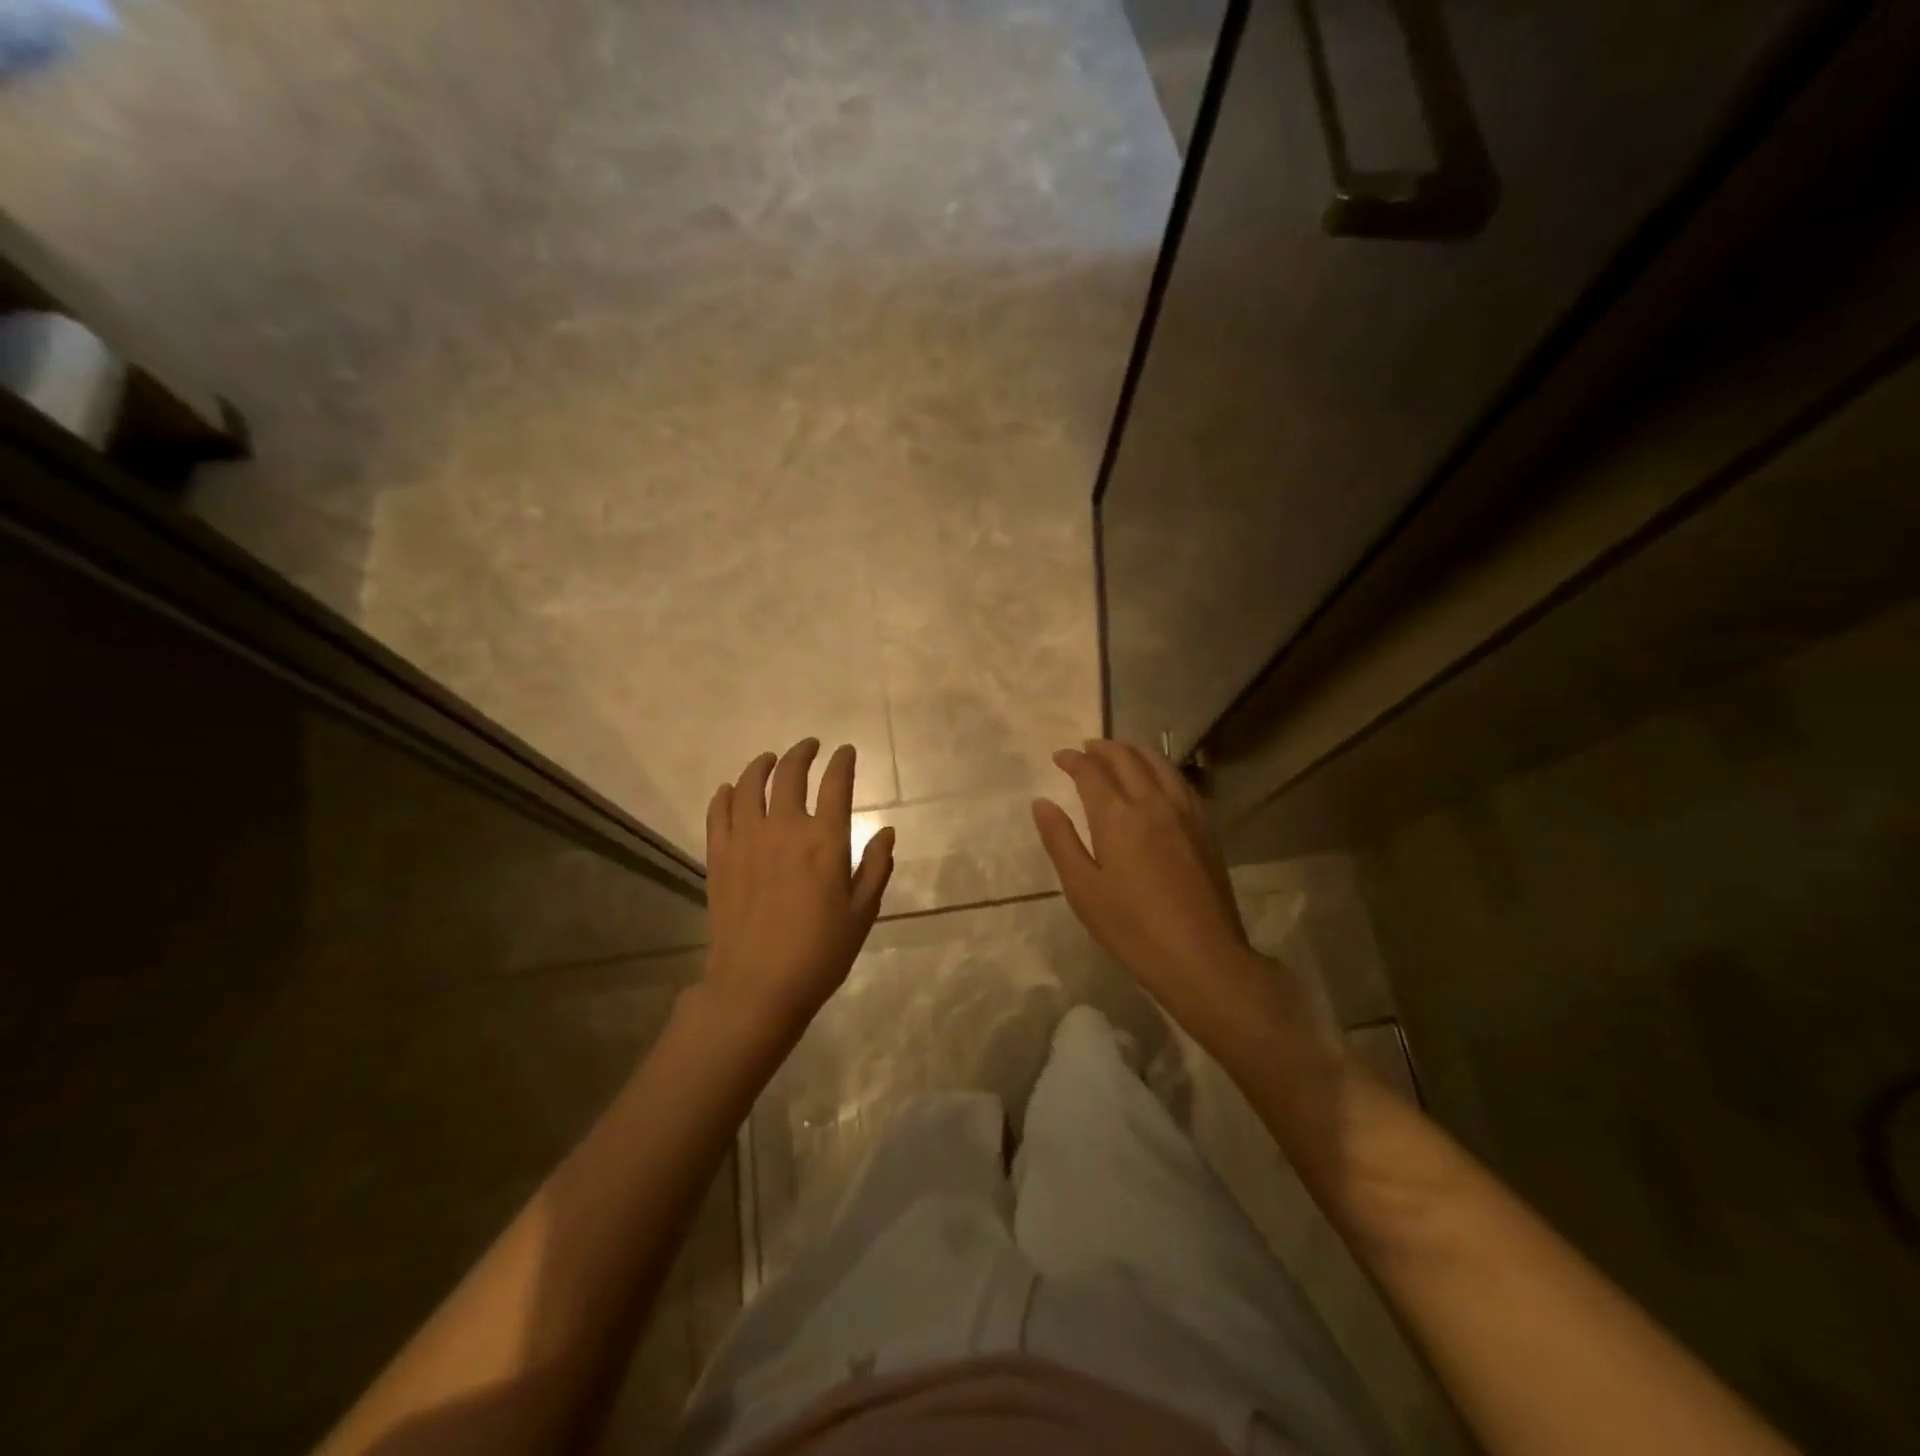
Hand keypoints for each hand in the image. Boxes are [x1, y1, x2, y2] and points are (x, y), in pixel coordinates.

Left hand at [704, 739, 894, 1033]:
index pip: (836, 784)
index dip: (843, 762)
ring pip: (750, 785)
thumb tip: (886, 832)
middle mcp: (785, 829)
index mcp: (825, 840)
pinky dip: (726, 794)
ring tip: (771, 759)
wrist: (757, 986)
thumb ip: (876, 867)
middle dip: (803, 753)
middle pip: (791, 774)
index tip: (846, 752)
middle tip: (811, 746)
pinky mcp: (719, 856)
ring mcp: (747, 840)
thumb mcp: (862, 913)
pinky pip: (719, 812)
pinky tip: (731, 789)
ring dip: (763, 765)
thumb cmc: (820, 953)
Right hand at [1033, 740, 1257, 1032]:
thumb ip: (1060, 841)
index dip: (1073, 760)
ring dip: (1135, 752)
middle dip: (1103, 748)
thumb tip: (1041, 803)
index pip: (1092, 772)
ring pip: (1160, 764)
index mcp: (1118, 816)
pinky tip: (1158, 779)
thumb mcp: (1082, 889)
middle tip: (1086, 748)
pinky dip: (1162, 769)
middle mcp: (1153, 803)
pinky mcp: (1205, 828)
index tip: (1060, 757)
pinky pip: (1181, 782)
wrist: (1202, 957)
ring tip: (1120, 753)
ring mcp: (1185, 813)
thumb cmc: (1132, 929)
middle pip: (1127, 759)